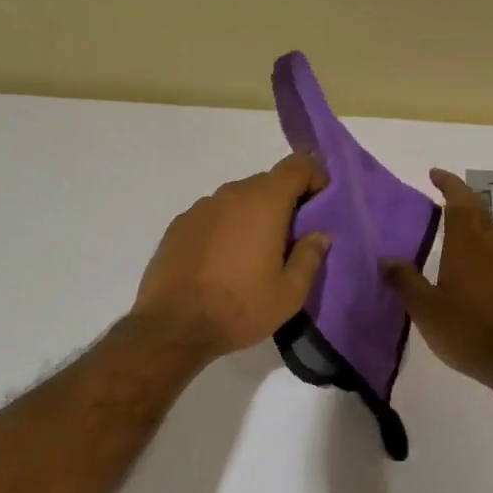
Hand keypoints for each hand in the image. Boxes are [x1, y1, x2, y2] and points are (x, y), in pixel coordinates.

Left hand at [131, 153, 331, 361]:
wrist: (173, 326)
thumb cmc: (239, 308)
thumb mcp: (289, 294)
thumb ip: (309, 257)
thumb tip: (319, 235)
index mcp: (264, 203)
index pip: (297, 166)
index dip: (314, 178)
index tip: (319, 206)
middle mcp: (231, 194)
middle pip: (267, 182)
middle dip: (285, 202)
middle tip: (291, 239)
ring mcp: (201, 208)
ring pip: (238, 199)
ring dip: (253, 216)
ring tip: (254, 254)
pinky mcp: (179, 225)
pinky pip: (214, 216)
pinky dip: (226, 228)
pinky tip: (222, 261)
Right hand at [384, 169, 492, 390]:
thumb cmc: (467, 330)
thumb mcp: (425, 308)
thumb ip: (405, 280)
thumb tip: (387, 259)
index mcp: (468, 244)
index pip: (460, 201)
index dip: (448, 184)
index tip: (434, 174)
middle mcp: (491, 245)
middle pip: (478, 210)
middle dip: (460, 196)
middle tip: (441, 193)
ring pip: (489, 228)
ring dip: (472, 218)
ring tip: (451, 222)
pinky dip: (480, 240)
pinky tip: (468, 258)